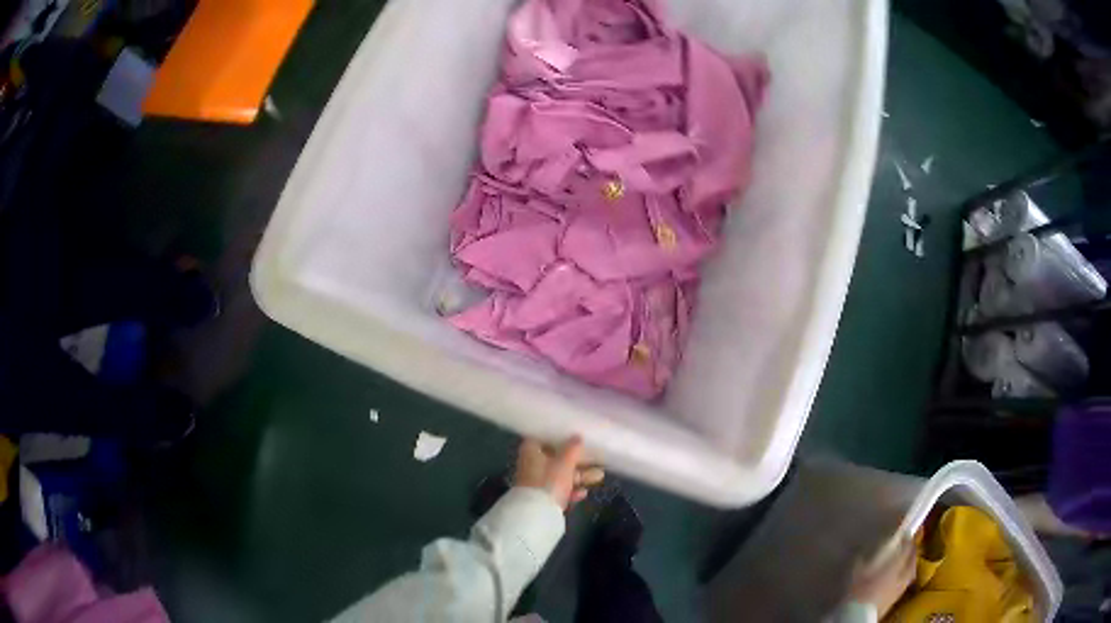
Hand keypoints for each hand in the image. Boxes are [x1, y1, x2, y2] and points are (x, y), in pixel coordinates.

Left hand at [514, 436, 604, 509]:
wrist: (537, 513)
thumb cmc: (549, 481)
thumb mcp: (564, 462)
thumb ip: (572, 449)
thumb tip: (577, 436)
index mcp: (531, 452)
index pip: (542, 438)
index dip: (557, 436)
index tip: (572, 435)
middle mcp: (531, 465)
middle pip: (555, 459)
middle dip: (576, 461)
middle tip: (594, 459)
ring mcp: (536, 483)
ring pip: (560, 476)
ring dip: (579, 476)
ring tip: (599, 476)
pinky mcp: (542, 498)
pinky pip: (558, 490)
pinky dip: (571, 490)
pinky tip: (583, 493)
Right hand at [847, 536, 915, 617]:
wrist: (860, 617)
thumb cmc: (858, 592)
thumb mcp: (857, 574)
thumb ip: (862, 560)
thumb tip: (863, 550)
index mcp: (895, 565)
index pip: (906, 547)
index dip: (907, 537)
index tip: (904, 530)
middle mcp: (902, 574)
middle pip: (913, 558)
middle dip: (912, 549)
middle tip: (908, 542)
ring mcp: (902, 587)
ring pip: (911, 570)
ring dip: (911, 562)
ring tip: (906, 559)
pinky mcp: (897, 598)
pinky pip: (906, 581)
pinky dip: (906, 574)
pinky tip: (899, 576)